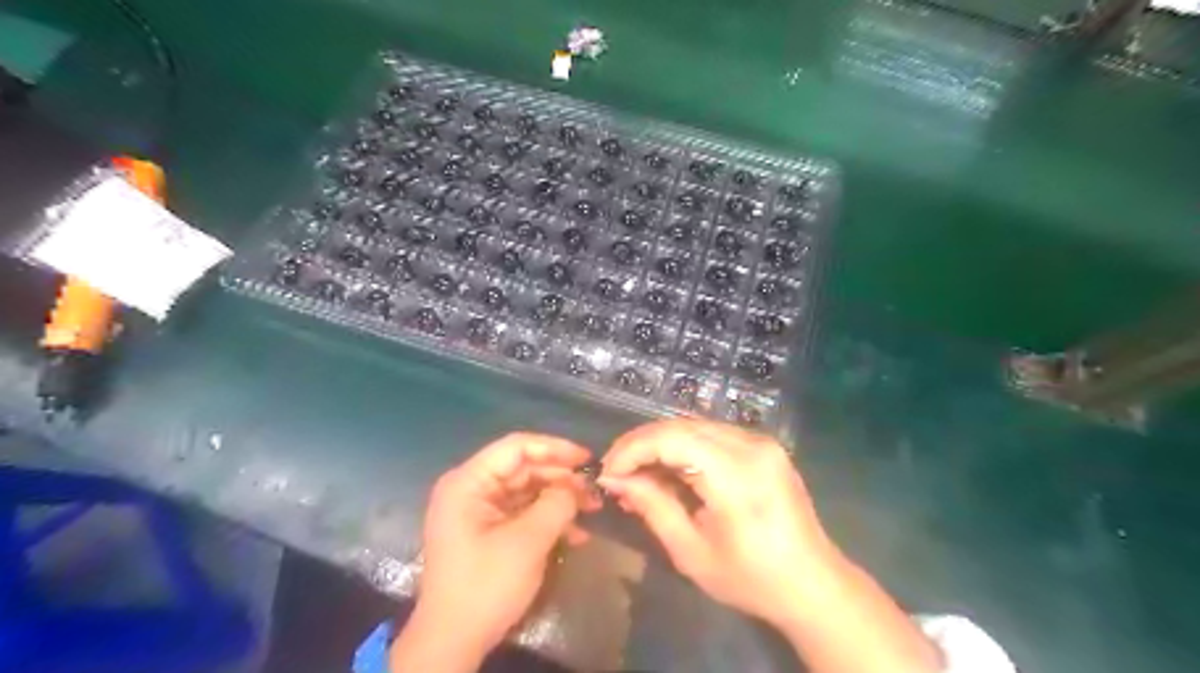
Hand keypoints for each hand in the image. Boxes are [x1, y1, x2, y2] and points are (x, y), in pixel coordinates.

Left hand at [399, 431, 600, 667]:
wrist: (453, 642)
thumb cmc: (485, 585)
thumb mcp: (528, 541)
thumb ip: (556, 504)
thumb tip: (577, 485)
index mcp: (469, 482)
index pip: (516, 447)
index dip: (555, 448)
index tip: (587, 459)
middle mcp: (471, 489)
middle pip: (523, 468)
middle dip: (561, 478)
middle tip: (595, 490)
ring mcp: (479, 510)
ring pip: (527, 490)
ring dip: (559, 499)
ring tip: (592, 509)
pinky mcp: (488, 530)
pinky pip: (522, 513)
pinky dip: (548, 519)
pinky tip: (576, 533)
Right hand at [596, 420, 837, 631]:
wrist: (814, 585)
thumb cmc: (751, 579)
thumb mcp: (691, 552)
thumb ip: (652, 506)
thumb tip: (615, 478)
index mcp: (736, 474)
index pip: (671, 438)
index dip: (632, 449)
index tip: (608, 473)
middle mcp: (751, 445)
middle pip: (681, 425)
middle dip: (642, 444)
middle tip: (617, 472)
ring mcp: (762, 442)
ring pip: (695, 426)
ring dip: (661, 444)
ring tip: (638, 473)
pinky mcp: (765, 446)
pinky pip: (713, 435)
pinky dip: (685, 447)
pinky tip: (671, 470)